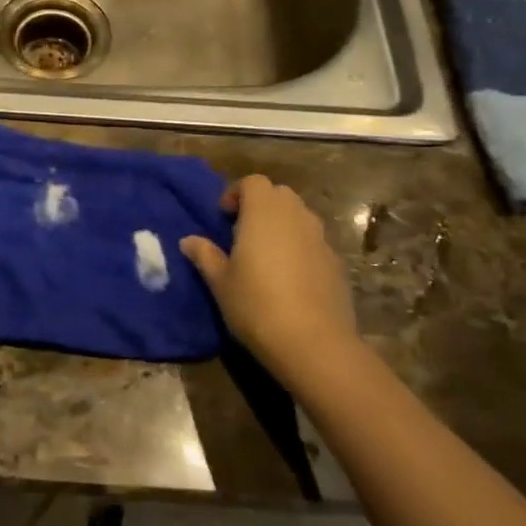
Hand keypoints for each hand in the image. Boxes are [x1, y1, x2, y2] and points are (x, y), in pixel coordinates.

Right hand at [181, 175, 356, 382]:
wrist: (314, 343)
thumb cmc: (256, 305)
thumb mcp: (220, 282)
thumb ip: (204, 255)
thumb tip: (188, 240)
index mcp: (263, 213)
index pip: (253, 182)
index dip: (236, 193)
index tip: (223, 218)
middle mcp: (295, 216)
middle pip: (279, 194)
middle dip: (260, 206)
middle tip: (242, 233)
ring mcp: (320, 238)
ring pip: (299, 216)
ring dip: (281, 225)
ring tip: (265, 255)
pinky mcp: (337, 262)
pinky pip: (314, 242)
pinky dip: (300, 247)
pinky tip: (289, 278)